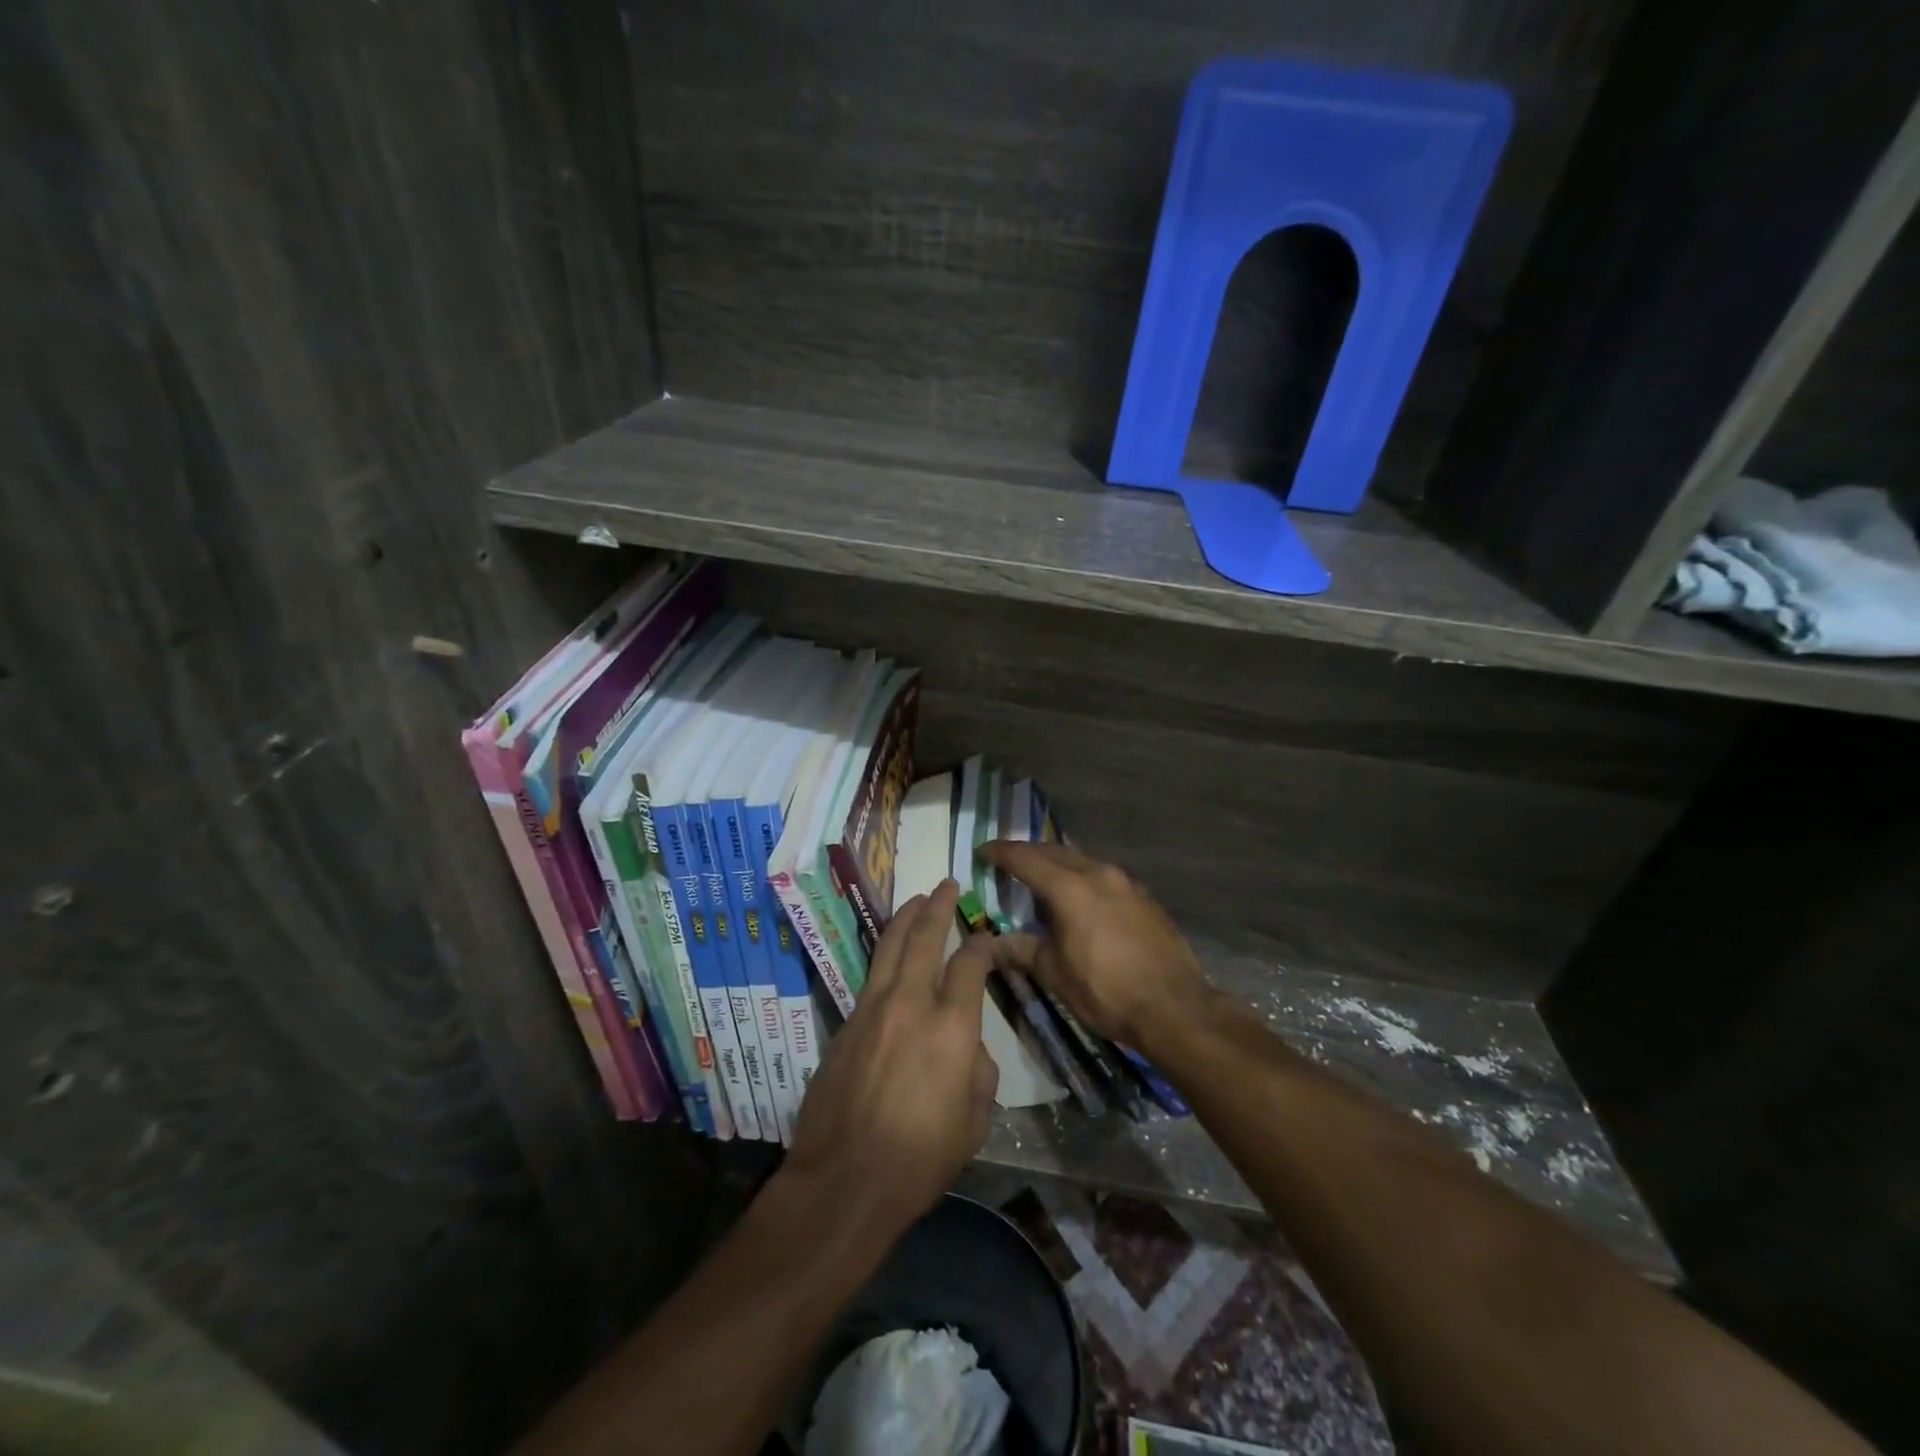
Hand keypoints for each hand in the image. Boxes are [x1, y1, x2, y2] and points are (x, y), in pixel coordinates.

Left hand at [784, 880, 999, 1239]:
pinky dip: (886, 954)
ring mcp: (872, 1009)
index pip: (970, 963)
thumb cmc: (920, 1158)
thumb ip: (978, 1069)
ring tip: (917, 900)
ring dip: (906, 918)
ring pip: (890, 947)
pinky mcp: (846, 1023)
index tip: (989, 938)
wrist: (845, 1180)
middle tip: (946, 885)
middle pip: (924, 937)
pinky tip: (891, 953)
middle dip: (938, 906)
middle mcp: (911, 1004)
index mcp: (952, 1026)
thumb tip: (966, 1044)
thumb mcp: (975, 1121)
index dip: (983, 944)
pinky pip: (870, 975)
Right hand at [981, 841, 1210, 1051]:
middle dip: (1030, 854)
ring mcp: (1127, 884)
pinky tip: (1083, 902)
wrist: (1174, 1008)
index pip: (1025, 858)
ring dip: (1060, 865)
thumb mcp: (1054, 973)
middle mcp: (1099, 874)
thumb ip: (1022, 950)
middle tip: (1010, 863)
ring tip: (1044, 881)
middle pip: (1056, 852)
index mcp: (1070, 887)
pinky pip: (1105, 878)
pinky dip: (1085, 880)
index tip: (983, 851)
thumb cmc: (1105, 991)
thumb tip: (992, 944)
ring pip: (1084, 862)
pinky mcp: (1146, 899)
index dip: (1001, 852)